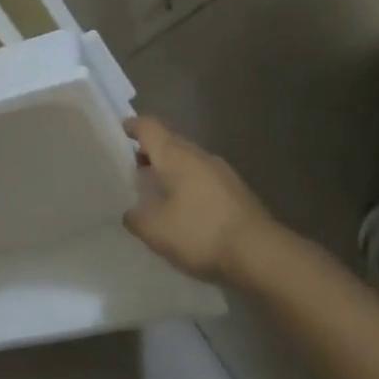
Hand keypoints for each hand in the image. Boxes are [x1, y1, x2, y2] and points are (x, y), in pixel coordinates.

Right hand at [123, 117, 277, 283]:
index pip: (149, 127)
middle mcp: (199, 155)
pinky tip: (184, 209)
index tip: (119, 131)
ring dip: (170, 170)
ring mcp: (221, 171)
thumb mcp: (155, 230)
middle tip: (131, 168)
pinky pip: (203, 178)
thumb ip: (136, 217)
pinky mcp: (236, 191)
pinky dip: (188, 185)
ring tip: (155, 191)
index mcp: (175, 155)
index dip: (132, 126)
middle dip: (149, 151)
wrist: (259, 252)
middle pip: (169, 142)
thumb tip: (131, 211)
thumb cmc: (200, 232)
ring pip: (188, 160)